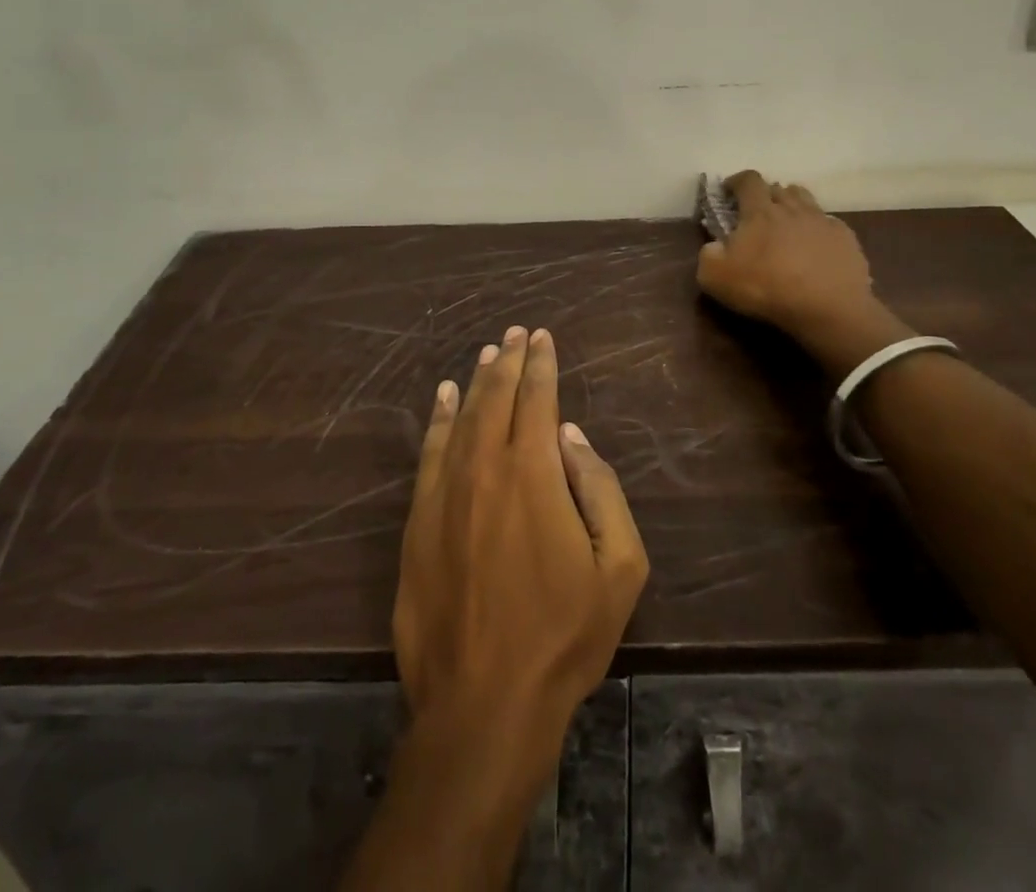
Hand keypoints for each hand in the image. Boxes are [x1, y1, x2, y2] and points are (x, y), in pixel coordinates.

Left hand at [394, 325, 647, 751]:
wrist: (483, 703)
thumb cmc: (563, 636)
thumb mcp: (619, 568)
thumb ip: (600, 489)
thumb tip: (570, 437)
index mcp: (533, 472)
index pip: (537, 398)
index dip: (541, 363)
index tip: (543, 337)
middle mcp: (484, 467)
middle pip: (495, 396)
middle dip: (509, 359)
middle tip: (517, 333)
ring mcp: (444, 492)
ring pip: (460, 416)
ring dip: (476, 381)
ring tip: (488, 354)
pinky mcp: (417, 520)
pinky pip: (428, 452)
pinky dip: (436, 418)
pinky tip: (442, 397)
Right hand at [695, 171, 910, 376]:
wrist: (827, 308)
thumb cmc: (766, 288)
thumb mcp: (715, 278)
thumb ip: (708, 255)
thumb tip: (714, 246)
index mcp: (760, 211)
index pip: (748, 181)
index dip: (737, 181)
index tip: (729, 189)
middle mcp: (792, 208)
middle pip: (778, 188)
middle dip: (766, 195)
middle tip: (757, 214)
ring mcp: (822, 221)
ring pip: (805, 200)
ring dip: (793, 206)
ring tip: (787, 224)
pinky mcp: (846, 238)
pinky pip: (828, 223)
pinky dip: (817, 229)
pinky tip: (815, 247)